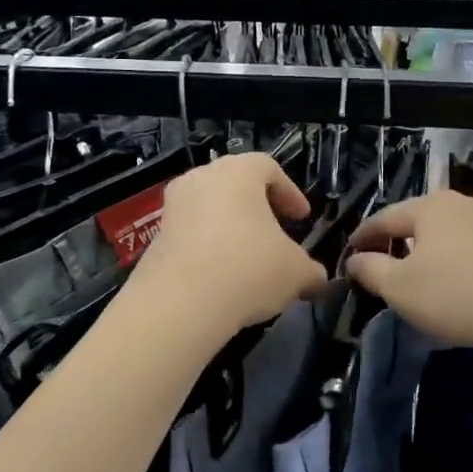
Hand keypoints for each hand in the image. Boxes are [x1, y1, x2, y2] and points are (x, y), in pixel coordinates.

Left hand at [136, 153, 326, 330]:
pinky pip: (192, 235)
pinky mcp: (156, 239)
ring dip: (232, 229)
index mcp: (238, 173)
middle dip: (259, 209)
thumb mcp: (296, 272)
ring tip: (250, 259)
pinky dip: (210, 248)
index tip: (302, 218)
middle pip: (235, 185)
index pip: (268, 167)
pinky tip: (224, 278)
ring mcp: (173, 208)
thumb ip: (311, 270)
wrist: (180, 304)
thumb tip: (316, 278)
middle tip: (276, 233)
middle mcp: (201, 179)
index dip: (289, 192)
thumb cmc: (248, 269)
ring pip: (211, 209)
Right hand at [345, 190, 472, 352]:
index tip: (351, 251)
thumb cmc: (459, 294)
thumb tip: (354, 259)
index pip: (386, 218)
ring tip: (435, 272)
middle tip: (392, 262)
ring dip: (442, 248)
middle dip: (405, 239)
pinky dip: (472, 259)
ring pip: (459, 231)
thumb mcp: (401, 289)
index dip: (365, 235)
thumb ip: (372, 271)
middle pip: (425, 219)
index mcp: (431, 208)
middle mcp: (467, 201)